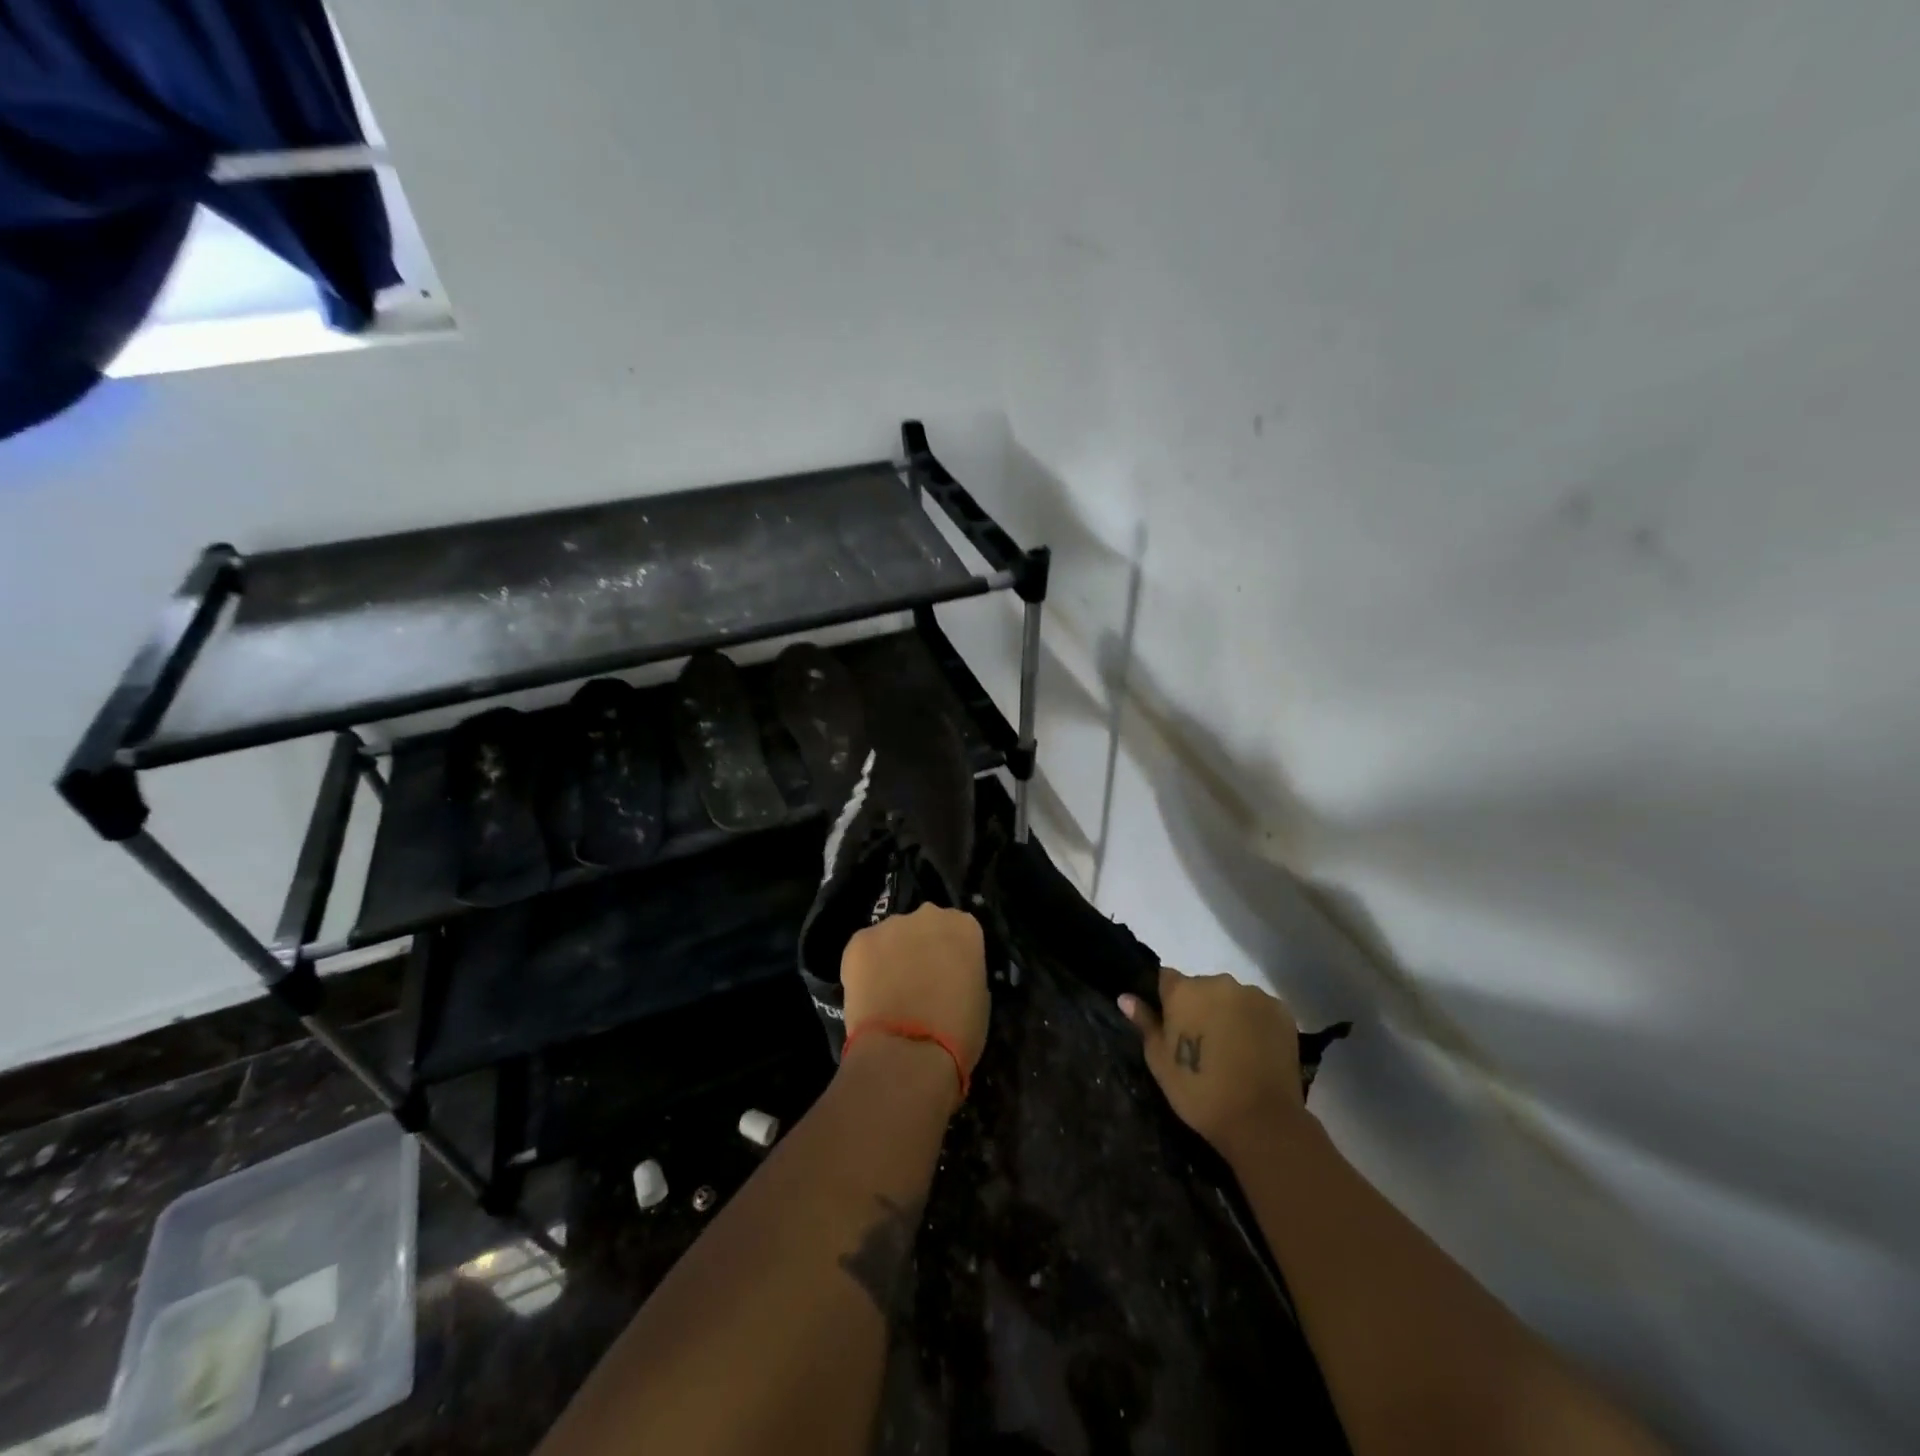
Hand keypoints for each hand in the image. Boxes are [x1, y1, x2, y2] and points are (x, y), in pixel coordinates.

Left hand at [841, 904, 989, 1081]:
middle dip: (921, 947)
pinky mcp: (859, 941)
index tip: (947, 974)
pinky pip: (864, 950)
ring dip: (892, 956)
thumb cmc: (958, 1032)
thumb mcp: (979, 998)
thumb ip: (964, 972)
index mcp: (964, 927)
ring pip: (892, 937)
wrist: (908, 1053)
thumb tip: (948, 976)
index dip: (951, 954)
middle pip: (924, 926)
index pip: (959, 930)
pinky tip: (868, 995)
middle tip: (917, 981)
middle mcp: (929, 915)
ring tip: (888, 992)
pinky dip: (865, 968)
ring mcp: (891, 925)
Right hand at [1120, 967, 1304, 1157]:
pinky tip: (1255, 1050)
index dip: (1166, 999)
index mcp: (1184, 990)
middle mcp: (1218, 983)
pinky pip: (1259, 1009)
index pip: (1166, 978)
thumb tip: (1126, 997)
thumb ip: (1145, 1023)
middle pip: (1201, 987)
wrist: (1261, 1120)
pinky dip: (1254, 1023)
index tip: (1170, 1024)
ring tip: (1232, 1049)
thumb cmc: (1199, 1091)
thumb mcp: (1160, 1061)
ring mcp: (1253, 995)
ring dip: (1228, 1013)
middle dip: (1199, 1007)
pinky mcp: (1281, 1011)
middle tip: (1202, 1043)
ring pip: (1231, 997)